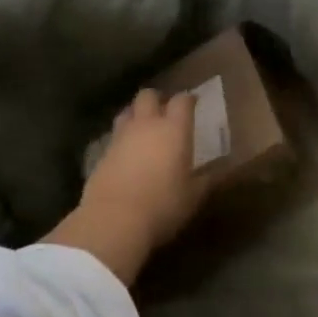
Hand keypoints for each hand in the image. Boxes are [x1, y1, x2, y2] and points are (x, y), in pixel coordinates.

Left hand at [46, 89, 203, 286]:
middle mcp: (146, 125)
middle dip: (156, 99)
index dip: (188, 99)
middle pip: (148, 96)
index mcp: (174, 129)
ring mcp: (121, 137)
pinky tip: (126, 154)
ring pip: (126, 112)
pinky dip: (121, 139)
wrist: (114, 220)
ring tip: (142, 128)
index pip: (182, 101)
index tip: (193, 103)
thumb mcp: (193, 196)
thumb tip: (215, 173)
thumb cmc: (163, 205)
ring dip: (135, 115)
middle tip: (164, 111)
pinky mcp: (101, 154)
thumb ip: (205, 180)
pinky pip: (113, 136)